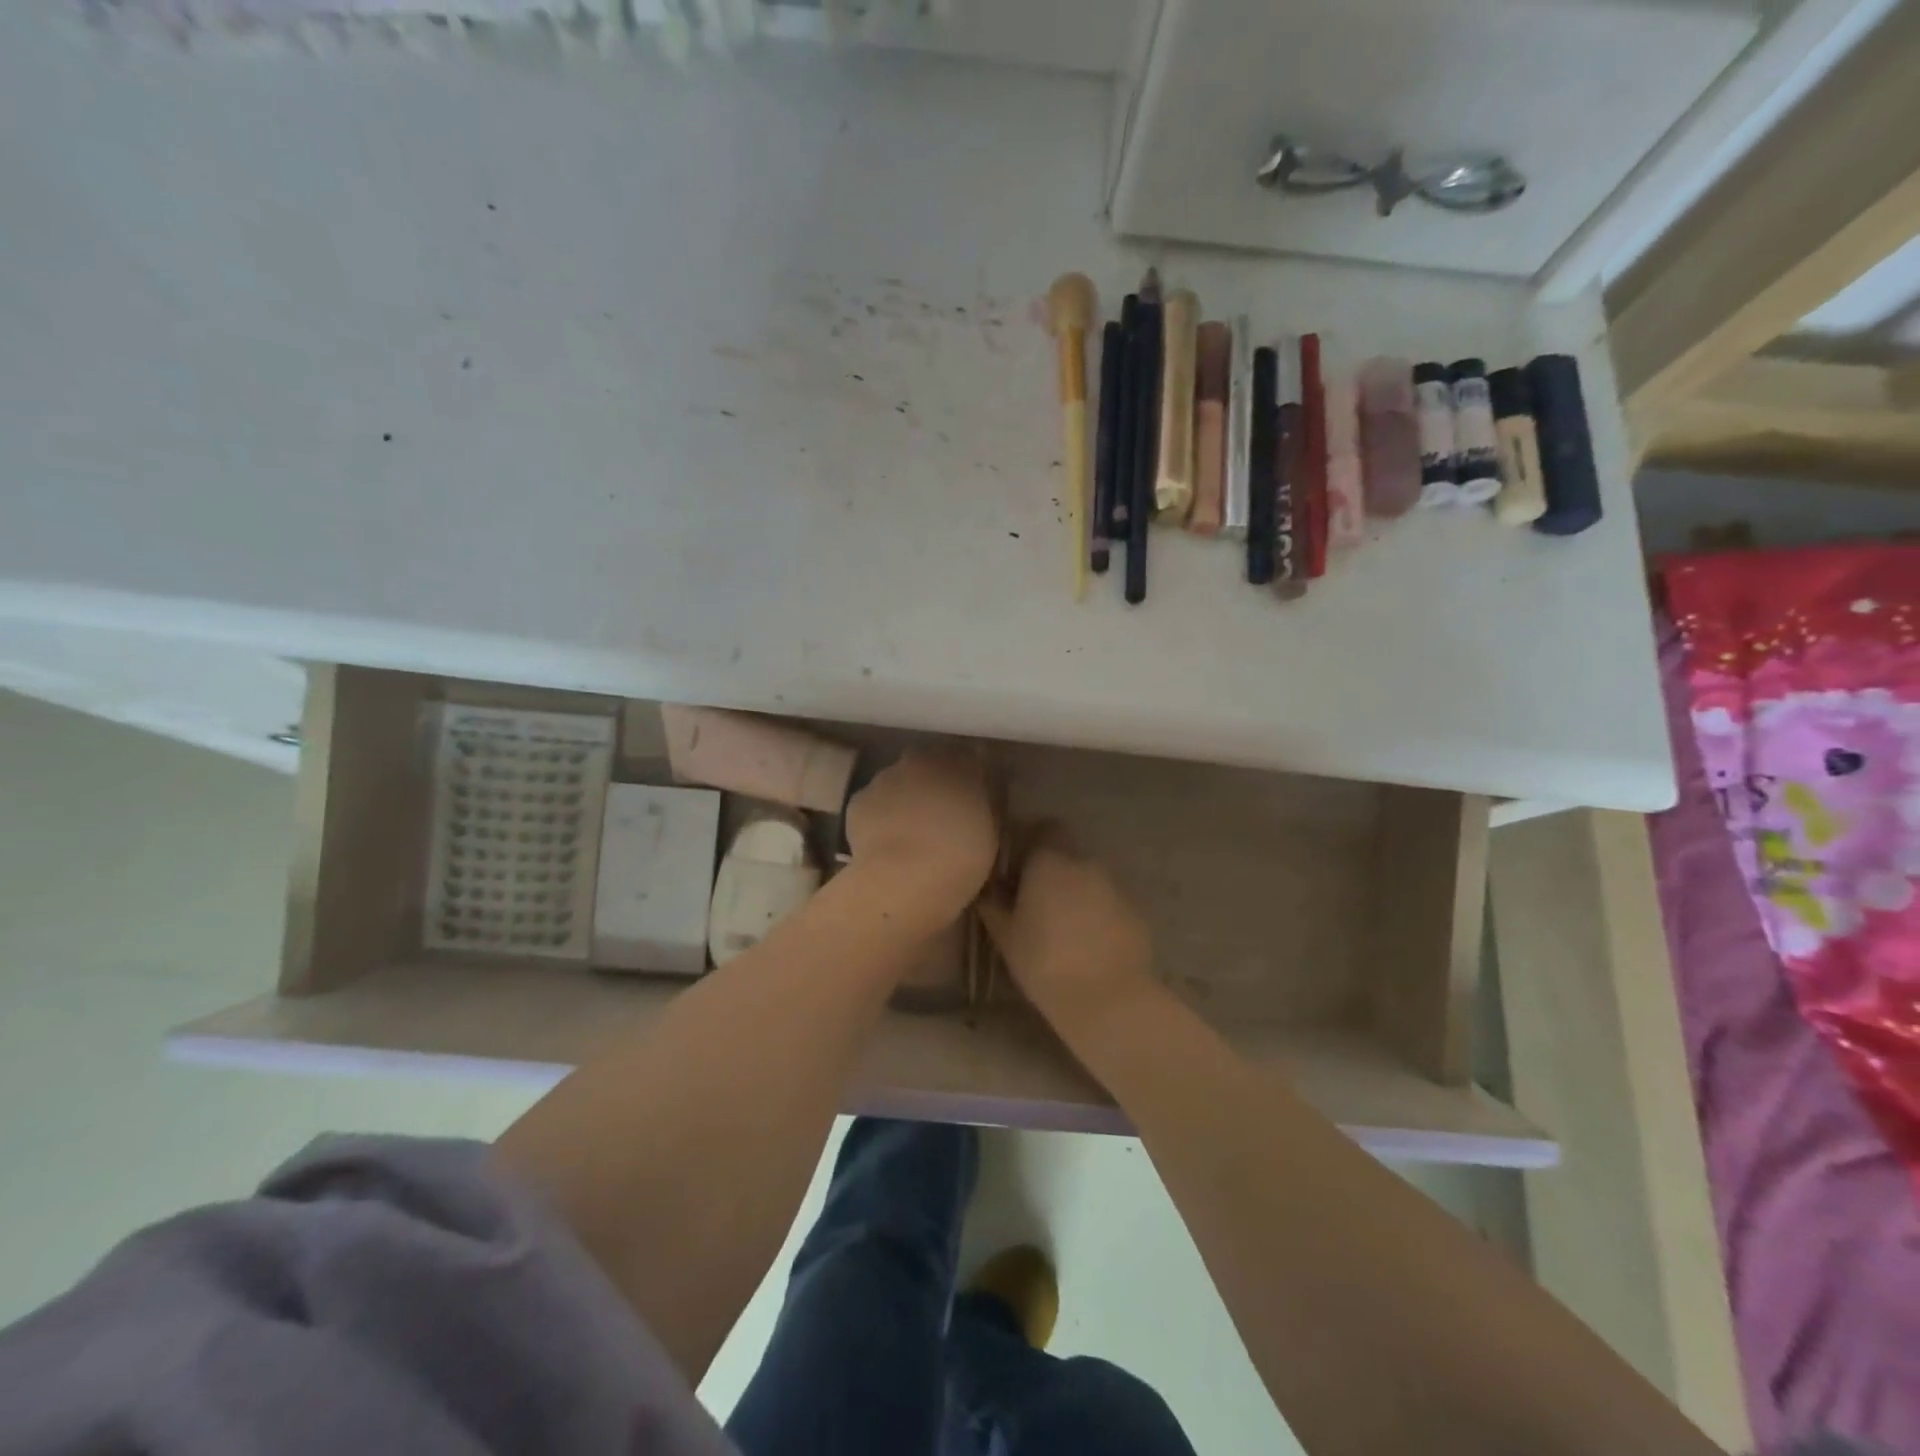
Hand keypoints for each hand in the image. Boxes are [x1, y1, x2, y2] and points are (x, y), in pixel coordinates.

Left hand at [843, 749, 997, 928]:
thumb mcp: (990, 833)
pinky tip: (884, 841)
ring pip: (897, 780)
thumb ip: (983, 807)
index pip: (969, 758)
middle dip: (932, 780)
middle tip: (938, 811)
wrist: (905, 878)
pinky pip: (872, 802)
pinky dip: (878, 815)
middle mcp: (922, 761)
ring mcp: (886, 777)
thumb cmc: (961, 858)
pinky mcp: (859, 799)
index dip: (969, 776)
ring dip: (903, 796)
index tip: (971, 795)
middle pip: (928, 762)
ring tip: (908, 830)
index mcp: (962, 766)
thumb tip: (977, 801)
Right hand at [977, 832, 1154, 1033]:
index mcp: (1050, 860)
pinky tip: (1086, 940)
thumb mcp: (1005, 935)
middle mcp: (1085, 862)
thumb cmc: (1044, 962)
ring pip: (1088, 875)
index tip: (1016, 864)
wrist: (1107, 998)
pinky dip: (1096, 910)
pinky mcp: (1135, 910)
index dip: (1030, 839)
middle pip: (1067, 851)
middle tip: (1033, 896)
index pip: (1043, 827)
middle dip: (1051, 866)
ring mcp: (1115, 885)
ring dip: (1074, 888)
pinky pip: (1108, 900)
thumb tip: (987, 888)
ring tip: (1060, 922)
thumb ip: (993, 903)